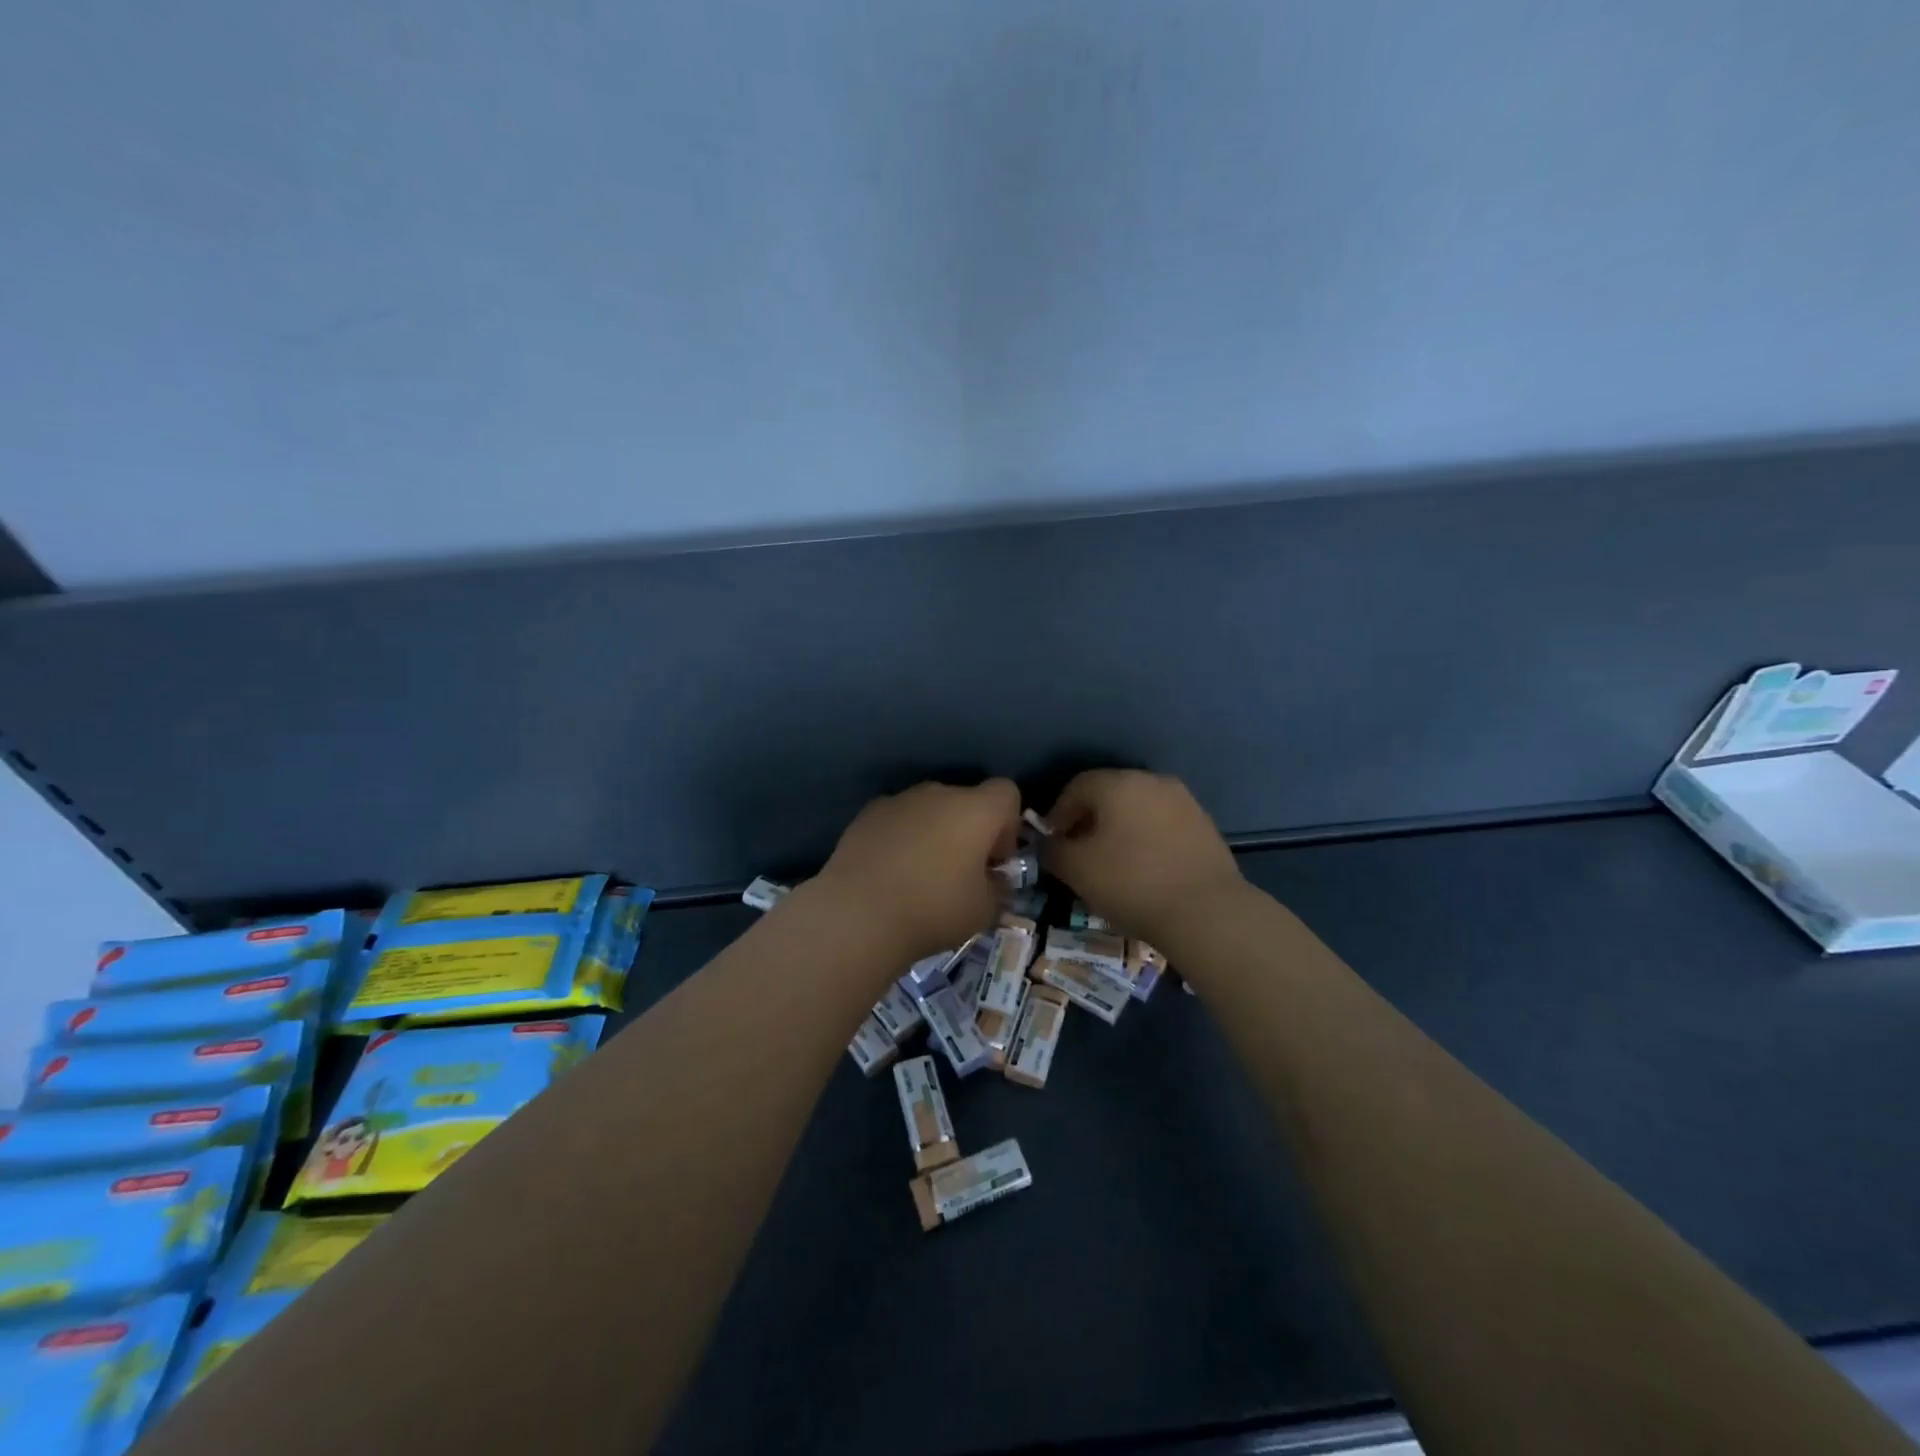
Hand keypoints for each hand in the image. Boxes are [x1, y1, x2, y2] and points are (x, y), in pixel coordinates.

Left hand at [814, 779, 1022, 961]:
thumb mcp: (984, 910)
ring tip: (920, 874)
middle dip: (969, 830)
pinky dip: (901, 837)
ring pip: (929, 808)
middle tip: (961, 872)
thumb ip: (998, 888)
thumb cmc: (933, 909)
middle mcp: (939, 793)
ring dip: (934, 832)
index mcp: (976, 809)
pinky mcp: (867, 814)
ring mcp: (899, 800)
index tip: (994, 860)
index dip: (1008, 824)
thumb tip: (993, 879)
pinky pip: (897, 819)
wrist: (858, 913)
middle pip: (966, 800)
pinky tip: (890, 872)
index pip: (1007, 792)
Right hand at [1044, 770, 1243, 943]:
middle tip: (1079, 853)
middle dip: (1089, 820)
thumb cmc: (1131, 883)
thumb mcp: (1076, 869)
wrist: (1206, 912)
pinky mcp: (1205, 825)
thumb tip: (1051, 843)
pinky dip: (1146, 839)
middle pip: (1109, 794)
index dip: (1058, 814)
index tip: (1053, 843)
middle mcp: (1152, 781)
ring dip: (1119, 829)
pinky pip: (1162, 825)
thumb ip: (1053, 850)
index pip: (1076, 786)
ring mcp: (1184, 801)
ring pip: (1138, 809)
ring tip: (1112, 863)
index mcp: (1118, 783)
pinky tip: (1144, 869)